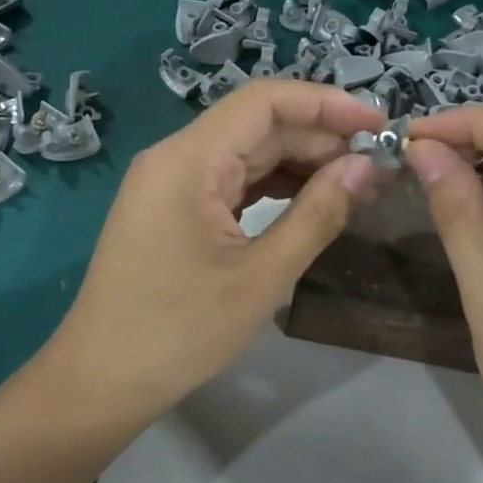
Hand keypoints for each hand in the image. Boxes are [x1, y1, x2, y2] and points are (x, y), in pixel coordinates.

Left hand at [42, 79, 383, 432]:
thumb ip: (317, 215)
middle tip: (378, 166)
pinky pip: (232, 182)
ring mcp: (171, 184)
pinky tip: (313, 202)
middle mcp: (176, 158)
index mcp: (188, 159)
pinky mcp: (173, 209)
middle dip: (320, 139)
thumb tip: (366, 167)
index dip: (327, 104)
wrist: (102, 381)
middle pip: (258, 126)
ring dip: (301, 165)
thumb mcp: (261, 276)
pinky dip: (274, 188)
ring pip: (247, 154)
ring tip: (357, 184)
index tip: (379, 124)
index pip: (265, 101)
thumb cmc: (180, 331)